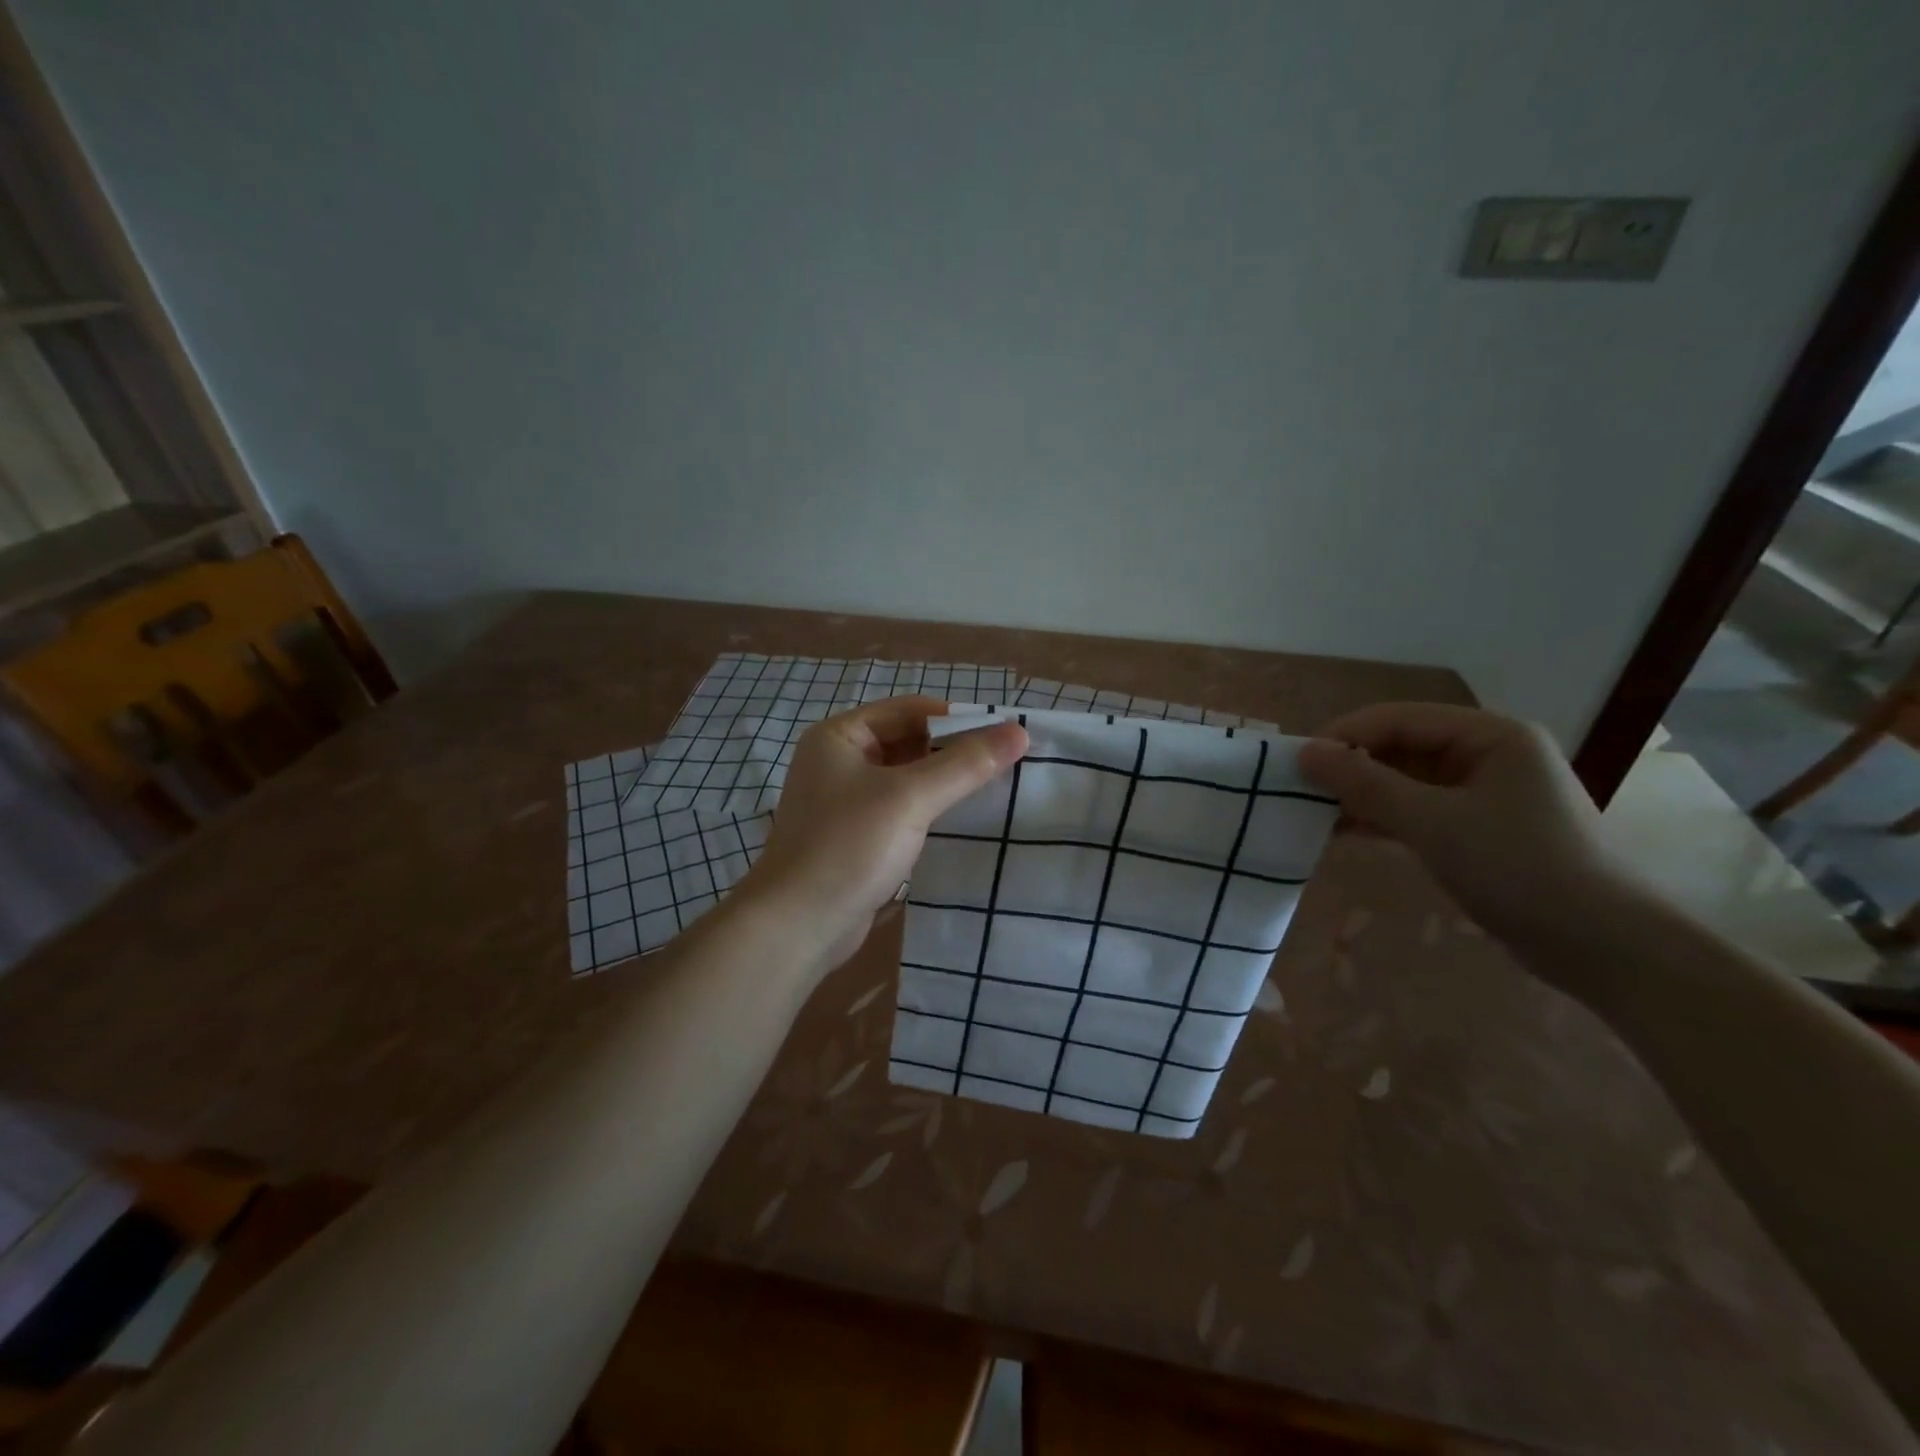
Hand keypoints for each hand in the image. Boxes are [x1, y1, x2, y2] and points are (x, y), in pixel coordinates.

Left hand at [739, 696, 1027, 975]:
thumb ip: (965, 764)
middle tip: (1006, 764)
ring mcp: (845, 801)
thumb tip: (1019, 731)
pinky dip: (929, 810)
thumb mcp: (910, 798)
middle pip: (907, 742)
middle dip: (953, 752)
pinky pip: (900, 810)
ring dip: (944, 783)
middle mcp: (838, 761)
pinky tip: (962, 821)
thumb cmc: (849, 847)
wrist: (797, 926)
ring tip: (995, 789)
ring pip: (906, 778)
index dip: (956, 720)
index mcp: (839, 736)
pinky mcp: (855, 836)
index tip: (1003, 737)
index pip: (909, 710)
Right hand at [1298, 703, 1618, 952]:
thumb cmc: (1519, 869)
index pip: (1399, 718)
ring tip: (1312, 812)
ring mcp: (1483, 793)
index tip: (1296, 762)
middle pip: (1401, 746)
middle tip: (1299, 790)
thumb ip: (1366, 784)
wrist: (1602, 948)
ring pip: (1404, 780)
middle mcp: (1487, 754)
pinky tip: (1342, 832)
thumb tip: (1305, 753)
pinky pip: (1416, 809)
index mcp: (1491, 735)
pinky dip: (1381, 818)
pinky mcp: (1477, 828)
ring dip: (1361, 794)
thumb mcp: (1433, 822)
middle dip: (1350, 767)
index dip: (1345, 735)